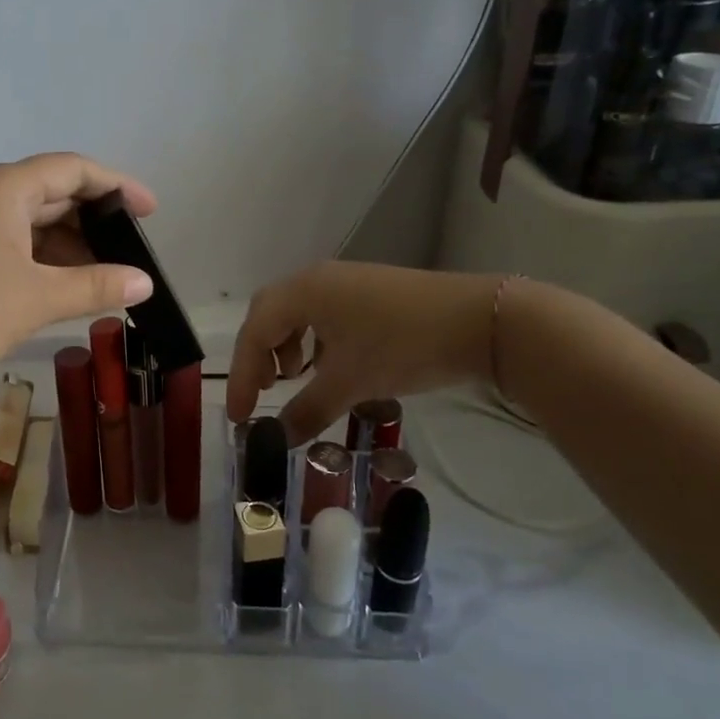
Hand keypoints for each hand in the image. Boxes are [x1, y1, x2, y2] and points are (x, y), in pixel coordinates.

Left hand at [0, 153, 156, 402]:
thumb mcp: (36, 299)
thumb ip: (95, 285)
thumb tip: (145, 283)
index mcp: (1, 187)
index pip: (72, 169)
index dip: (117, 185)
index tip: (150, 210)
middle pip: (51, 192)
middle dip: (94, 219)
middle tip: (132, 250)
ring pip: (29, 222)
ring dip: (68, 244)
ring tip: (105, 275)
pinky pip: (9, 243)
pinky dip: (41, 260)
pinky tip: (62, 286)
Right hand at [226, 262, 499, 444]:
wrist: (478, 321)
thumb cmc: (402, 346)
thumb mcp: (350, 383)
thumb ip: (307, 411)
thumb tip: (277, 439)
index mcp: (302, 292)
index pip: (254, 333)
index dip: (241, 376)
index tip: (240, 417)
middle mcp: (316, 279)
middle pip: (269, 314)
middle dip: (258, 355)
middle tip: (261, 392)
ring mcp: (344, 281)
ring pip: (296, 312)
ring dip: (285, 345)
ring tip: (293, 378)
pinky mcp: (367, 290)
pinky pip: (322, 313)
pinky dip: (312, 340)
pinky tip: (329, 366)